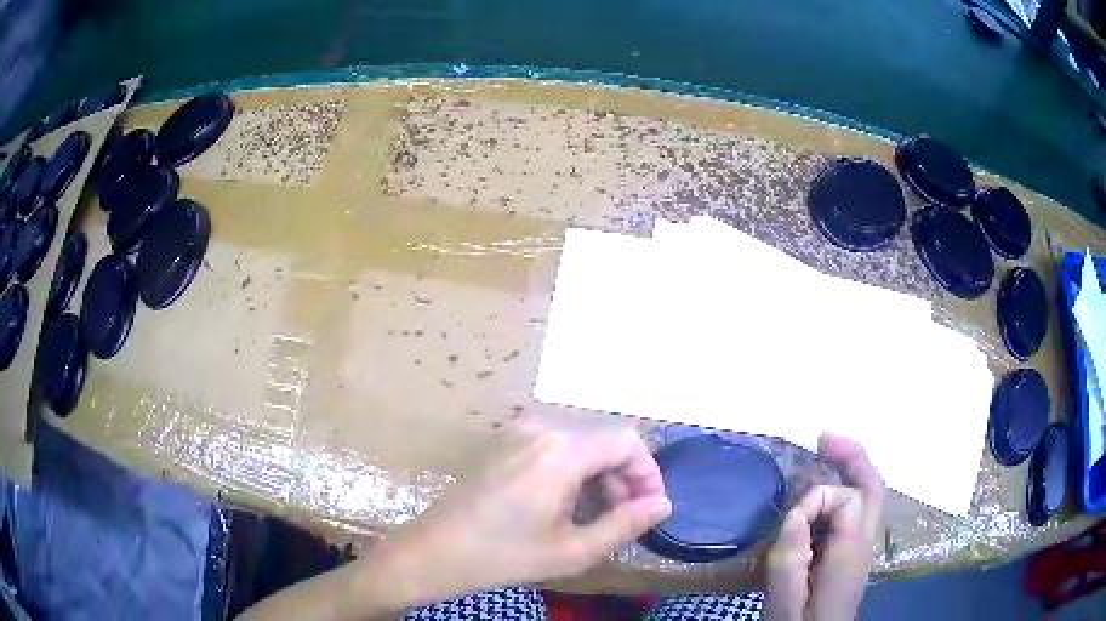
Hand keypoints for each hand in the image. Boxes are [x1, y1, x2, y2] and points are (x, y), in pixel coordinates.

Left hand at [373, 427, 672, 606]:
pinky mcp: (505, 442)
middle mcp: (542, 428)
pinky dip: (574, 471)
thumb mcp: (573, 551)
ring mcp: (519, 431)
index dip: (648, 474)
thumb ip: (625, 525)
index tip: (649, 510)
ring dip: (600, 477)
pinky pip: (556, 447)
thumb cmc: (504, 556)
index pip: (628, 443)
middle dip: (624, 479)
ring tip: (596, 518)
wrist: (435, 551)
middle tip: (624, 520)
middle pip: (605, 441)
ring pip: (582, 444)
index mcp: (561, 451)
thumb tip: (663, 505)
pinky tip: (566, 505)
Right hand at [763, 433, 885, 620]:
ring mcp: (862, 549)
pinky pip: (857, 511)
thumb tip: (798, 513)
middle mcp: (864, 543)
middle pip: (872, 487)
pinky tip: (826, 490)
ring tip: (825, 451)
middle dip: (852, 456)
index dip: (815, 501)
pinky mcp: (852, 556)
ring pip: (868, 496)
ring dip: (850, 470)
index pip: (846, 501)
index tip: (789, 521)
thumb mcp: (784, 595)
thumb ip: (791, 552)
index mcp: (850, 552)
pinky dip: (845, 489)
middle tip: (824, 437)